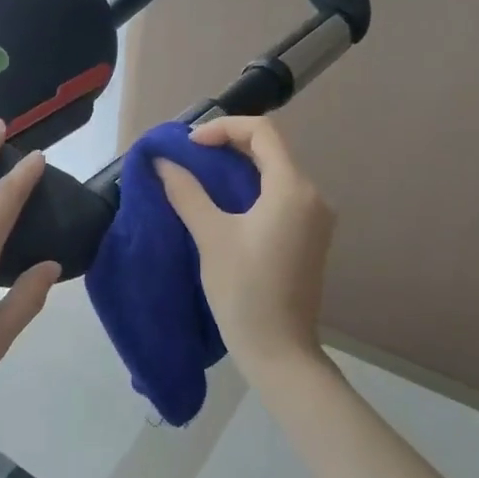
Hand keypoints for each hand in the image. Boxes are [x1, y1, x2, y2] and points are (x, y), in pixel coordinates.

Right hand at [155, 116, 335, 379]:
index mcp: (293, 188)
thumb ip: (187, 191)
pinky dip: (253, 190)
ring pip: (277, 174)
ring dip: (240, 168)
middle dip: (229, 146)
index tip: (189, 146)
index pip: (262, 132)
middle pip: (271, 150)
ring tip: (201, 178)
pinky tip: (226, 204)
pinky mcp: (311, 238)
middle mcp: (313, 195)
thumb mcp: (210, 236)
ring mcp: (316, 218)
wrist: (278, 349)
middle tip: (190, 157)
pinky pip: (282, 197)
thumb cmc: (243, 290)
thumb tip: (162, 161)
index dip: (223, 128)